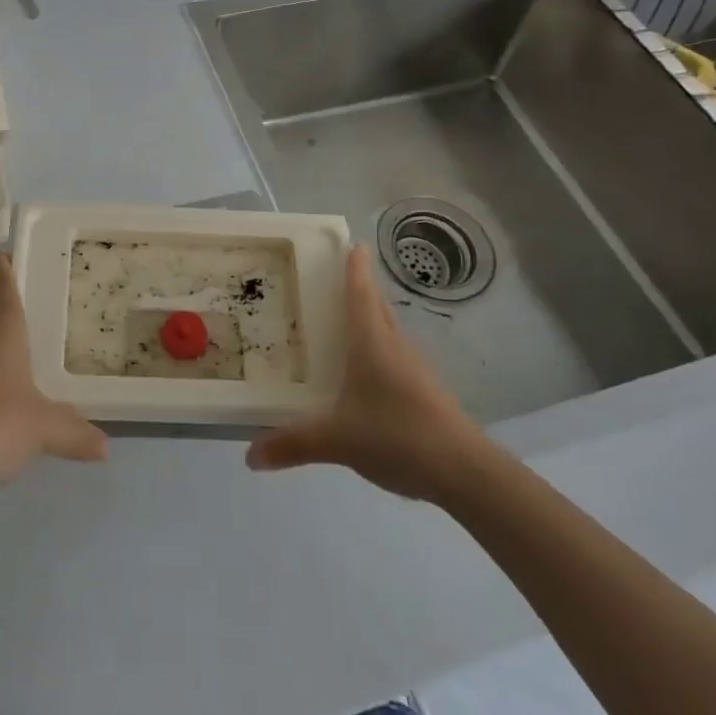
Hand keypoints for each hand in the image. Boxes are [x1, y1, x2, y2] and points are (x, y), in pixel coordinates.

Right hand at [246, 245, 491, 503]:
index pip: (361, 292)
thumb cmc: (398, 436)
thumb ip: (294, 444)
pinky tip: (364, 371)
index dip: (355, 267)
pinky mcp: (425, 390)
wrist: (465, 471)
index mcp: (372, 341)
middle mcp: (394, 345)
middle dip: (359, 288)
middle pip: (376, 305)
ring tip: (341, 321)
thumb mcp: (338, 440)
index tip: (352, 243)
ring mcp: (414, 368)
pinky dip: (377, 348)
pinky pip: (395, 355)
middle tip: (332, 279)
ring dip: (369, 318)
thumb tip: (250, 456)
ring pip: (387, 330)